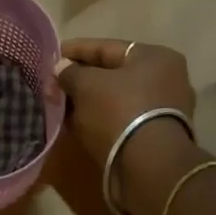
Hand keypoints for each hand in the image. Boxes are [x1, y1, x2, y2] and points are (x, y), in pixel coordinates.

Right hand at [56, 39, 198, 214]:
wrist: (149, 168)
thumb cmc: (119, 112)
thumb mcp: (86, 85)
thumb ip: (69, 72)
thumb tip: (60, 69)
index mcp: (155, 57)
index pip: (106, 47)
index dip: (74, 50)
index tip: (49, 56)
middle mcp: (166, 79)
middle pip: (111, 73)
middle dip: (79, 78)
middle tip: (51, 83)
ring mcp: (164, 110)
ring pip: (114, 98)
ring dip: (86, 101)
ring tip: (58, 104)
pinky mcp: (155, 136)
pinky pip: (119, 119)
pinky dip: (97, 119)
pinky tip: (74, 123)